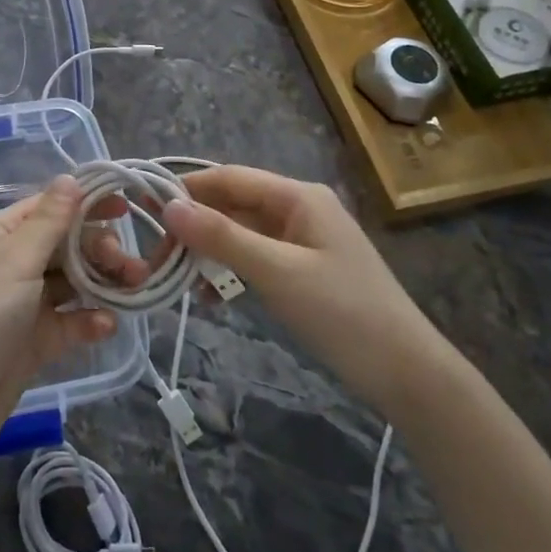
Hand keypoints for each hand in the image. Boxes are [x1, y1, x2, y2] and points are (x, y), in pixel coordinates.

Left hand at [0, 175, 119, 462]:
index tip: (128, 207)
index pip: (49, 206)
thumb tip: (70, 176)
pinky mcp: (35, 339)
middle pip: (67, 243)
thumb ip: (49, 222)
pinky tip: (105, 326)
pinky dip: (89, 319)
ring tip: (135, 288)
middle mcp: (11, 261)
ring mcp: (24, 302)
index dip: (87, 203)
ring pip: (74, 281)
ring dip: (104, 282)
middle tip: (130, 265)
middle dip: (101, 249)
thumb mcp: (13, 263)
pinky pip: (69, 319)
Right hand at [161, 166, 449, 417]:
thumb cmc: (343, 313)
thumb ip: (222, 237)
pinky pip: (254, 260)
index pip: (229, 178)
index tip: (144, 209)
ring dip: (209, 253)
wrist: (406, 373)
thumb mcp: (277, 272)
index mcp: (297, 197)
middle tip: (157, 256)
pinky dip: (229, 274)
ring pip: (240, 235)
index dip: (186, 189)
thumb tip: (169, 207)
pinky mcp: (302, 271)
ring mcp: (301, 242)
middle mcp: (298, 210)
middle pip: (233, 205)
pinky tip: (210, 299)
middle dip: (195, 227)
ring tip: (177, 280)